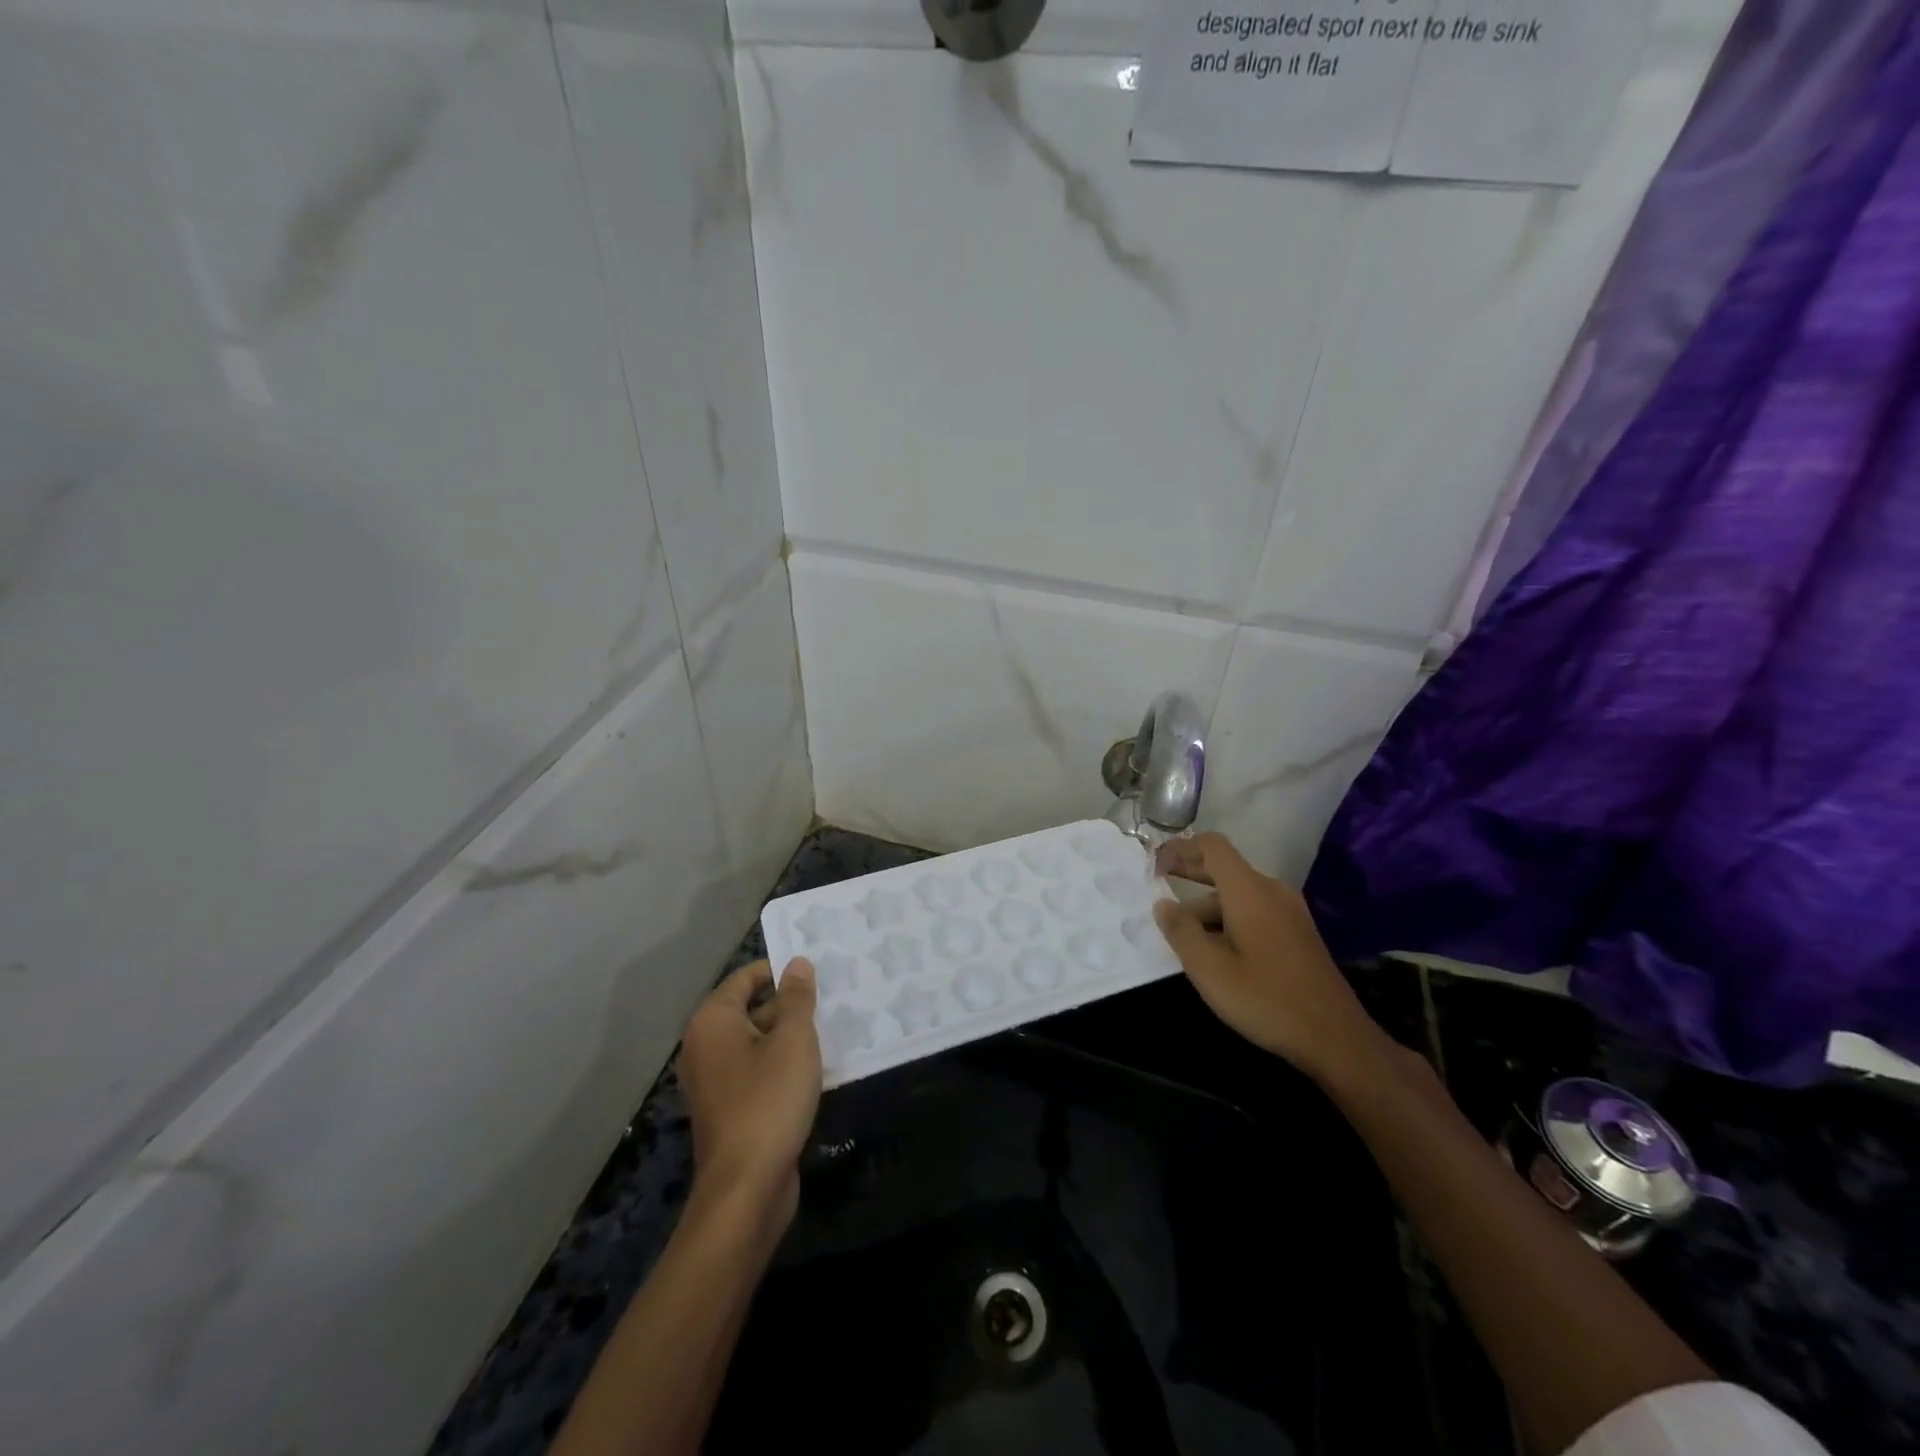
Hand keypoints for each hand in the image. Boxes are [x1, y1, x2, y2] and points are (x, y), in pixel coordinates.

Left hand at [678, 959, 821, 1231]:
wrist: (746, 1188)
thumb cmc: (769, 1101)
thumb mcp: (793, 1041)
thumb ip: (797, 998)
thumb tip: (797, 963)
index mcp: (713, 1021)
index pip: (746, 977)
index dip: (781, 970)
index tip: (818, 971)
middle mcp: (705, 1045)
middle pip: (751, 1008)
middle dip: (790, 1004)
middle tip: (833, 998)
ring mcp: (714, 1080)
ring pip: (758, 1041)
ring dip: (790, 1036)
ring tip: (833, 1027)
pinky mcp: (728, 1107)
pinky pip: (757, 1070)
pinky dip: (782, 1064)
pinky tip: (817, 1067)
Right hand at [1153, 833, 1387, 1084]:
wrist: (1335, 1037)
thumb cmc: (1265, 998)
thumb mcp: (1209, 968)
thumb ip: (1181, 930)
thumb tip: (1163, 904)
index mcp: (1249, 891)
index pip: (1212, 846)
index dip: (1179, 848)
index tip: (1153, 866)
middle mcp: (1271, 891)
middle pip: (1224, 867)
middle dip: (1188, 872)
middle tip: (1156, 885)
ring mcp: (1289, 912)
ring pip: (1237, 895)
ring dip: (1206, 905)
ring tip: (1180, 933)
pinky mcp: (1297, 933)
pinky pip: (1254, 911)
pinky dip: (1227, 918)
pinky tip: (1214, 948)